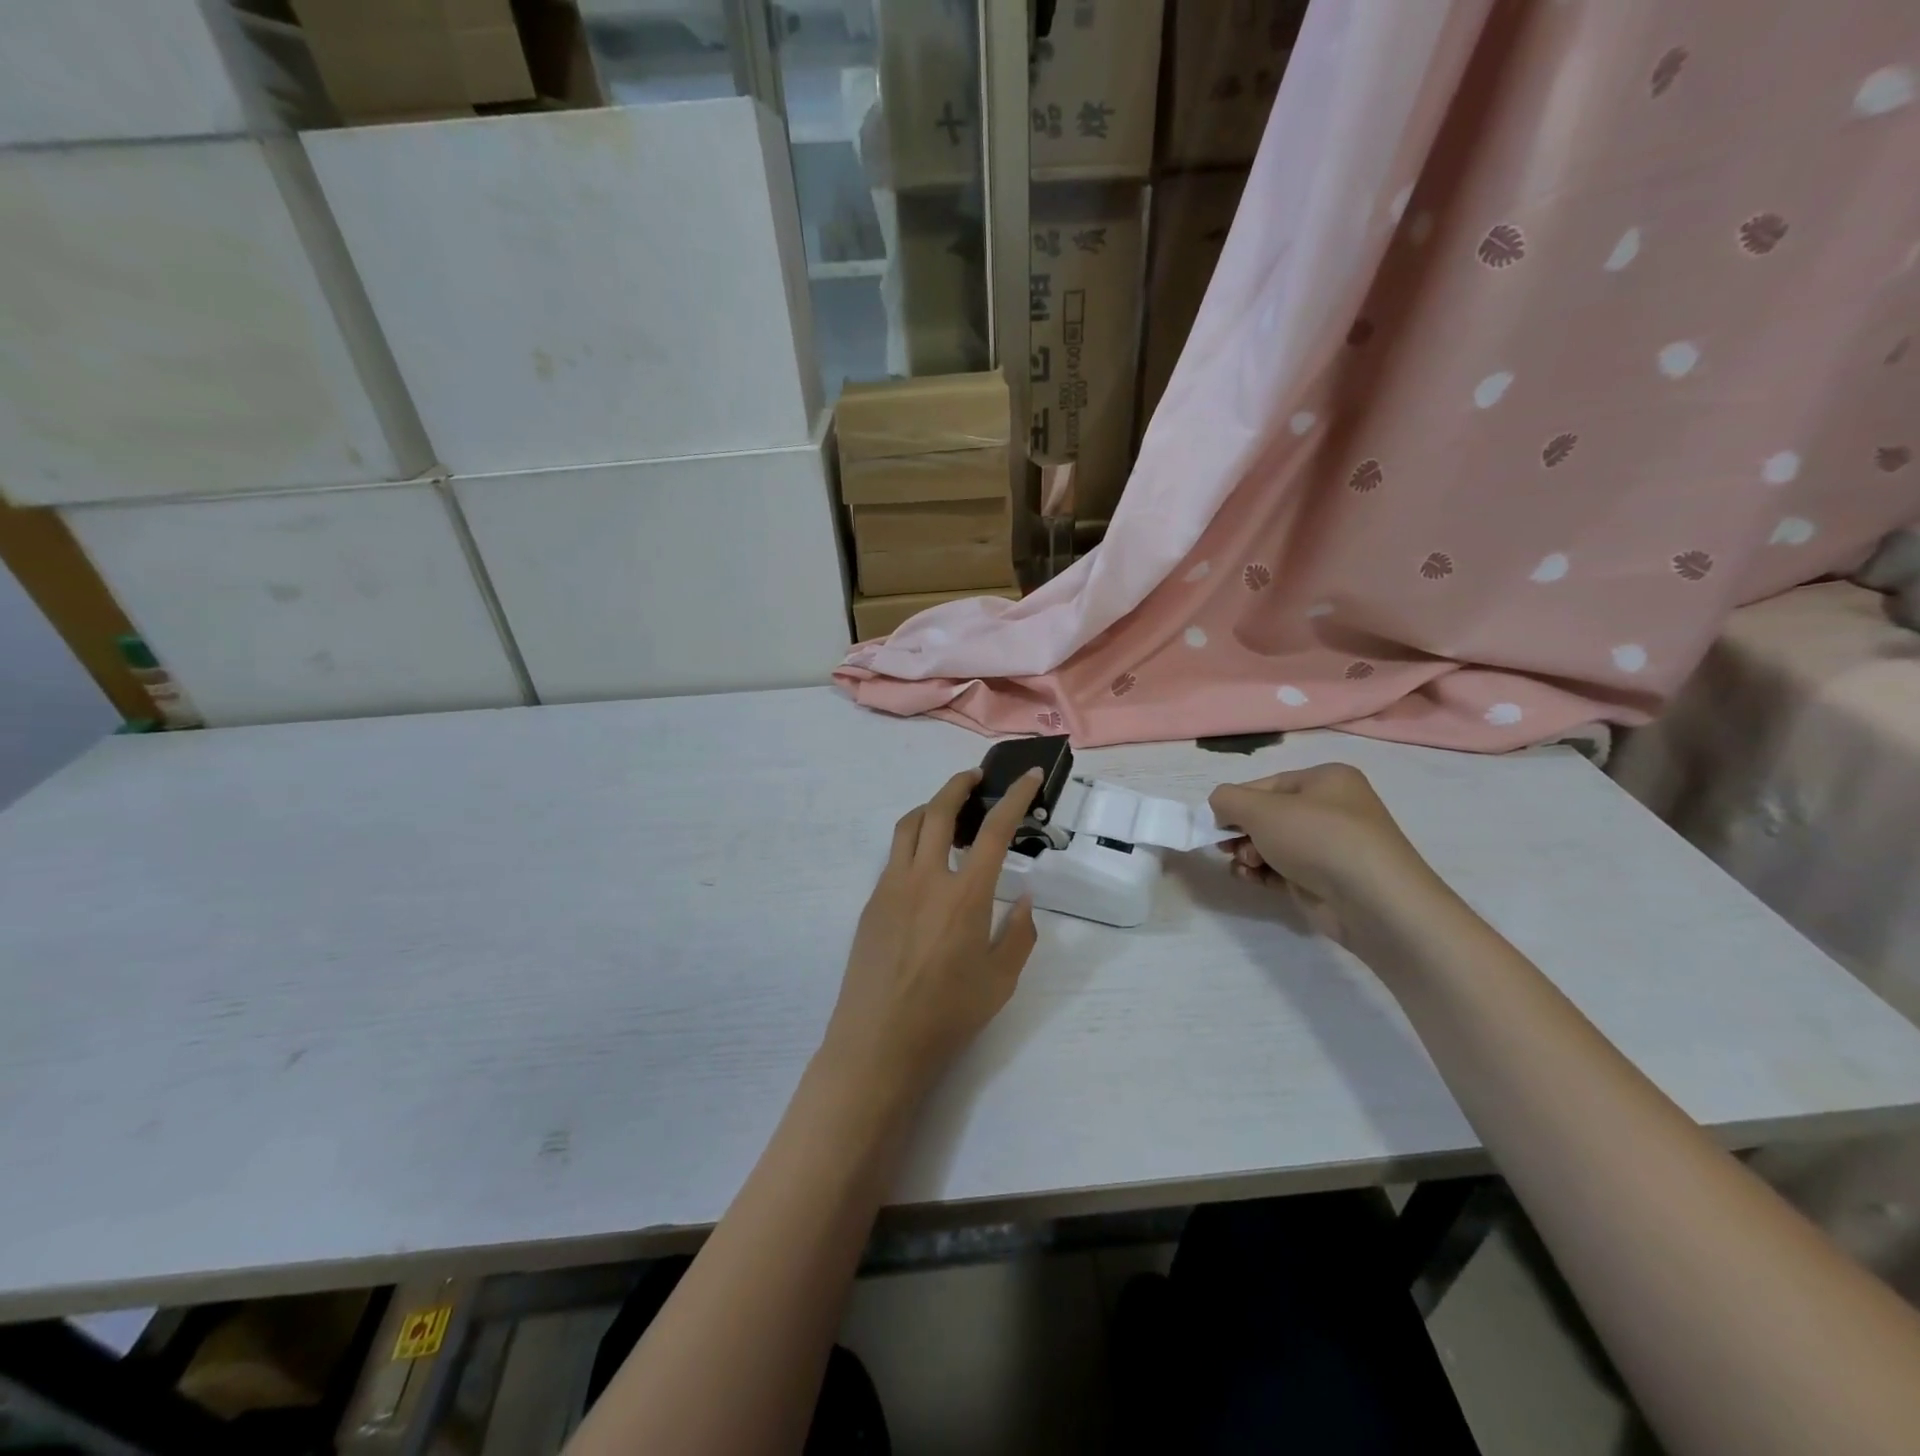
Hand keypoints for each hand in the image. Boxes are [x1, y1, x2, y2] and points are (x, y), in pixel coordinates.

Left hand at [821, 767, 1043, 1098]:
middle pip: (939, 811)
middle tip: (976, 777)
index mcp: (964, 895)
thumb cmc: (947, 1015)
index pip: (994, 830)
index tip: (1029, 777)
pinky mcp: (872, 902)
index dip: (1015, 798)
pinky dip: (913, 841)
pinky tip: (926, 864)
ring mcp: (891, 887)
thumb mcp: (1001, 980)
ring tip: (949, 811)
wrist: (878, 1043)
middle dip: (959, 784)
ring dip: (930, 807)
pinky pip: (894, 856)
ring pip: (908, 827)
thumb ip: (1019, 934)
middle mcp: (925, 879)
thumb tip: (1024, 899)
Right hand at [1208, 764, 1448, 949]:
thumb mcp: (1261, 809)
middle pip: (1269, 816)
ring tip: (1246, 866)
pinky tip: (1251, 880)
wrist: (1373, 901)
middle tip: (1226, 847)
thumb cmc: (1317, 839)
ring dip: (1249, 854)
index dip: (1236, 803)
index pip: (1267, 785)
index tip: (1215, 823)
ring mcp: (1332, 847)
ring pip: (1274, 844)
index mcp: (1326, 780)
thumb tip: (1220, 806)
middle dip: (1242, 832)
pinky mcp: (1327, 880)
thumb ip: (1228, 799)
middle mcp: (1332, 809)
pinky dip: (1264, 873)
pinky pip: (1284, 869)